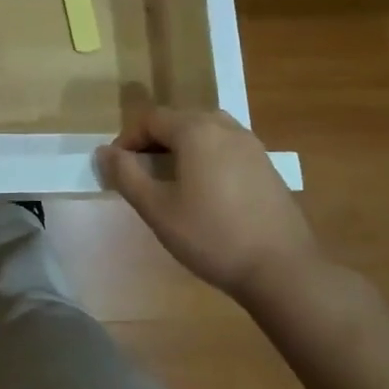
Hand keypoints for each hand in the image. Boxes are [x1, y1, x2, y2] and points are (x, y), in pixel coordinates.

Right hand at [98, 105, 323, 304]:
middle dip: (154, 141)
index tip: (118, 168)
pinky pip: (225, 146)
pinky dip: (206, 156)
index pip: (150, 119)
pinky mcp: (266, 164)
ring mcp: (250, 144)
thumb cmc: (212, 237)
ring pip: (204, 131)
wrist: (283, 270)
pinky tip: (206, 191)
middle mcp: (224, 126)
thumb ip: (126, 175)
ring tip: (172, 179)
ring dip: (181, 147)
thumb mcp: (157, 209)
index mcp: (196, 130)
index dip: (128, 139)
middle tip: (141, 174)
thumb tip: (104, 152)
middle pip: (178, 120)